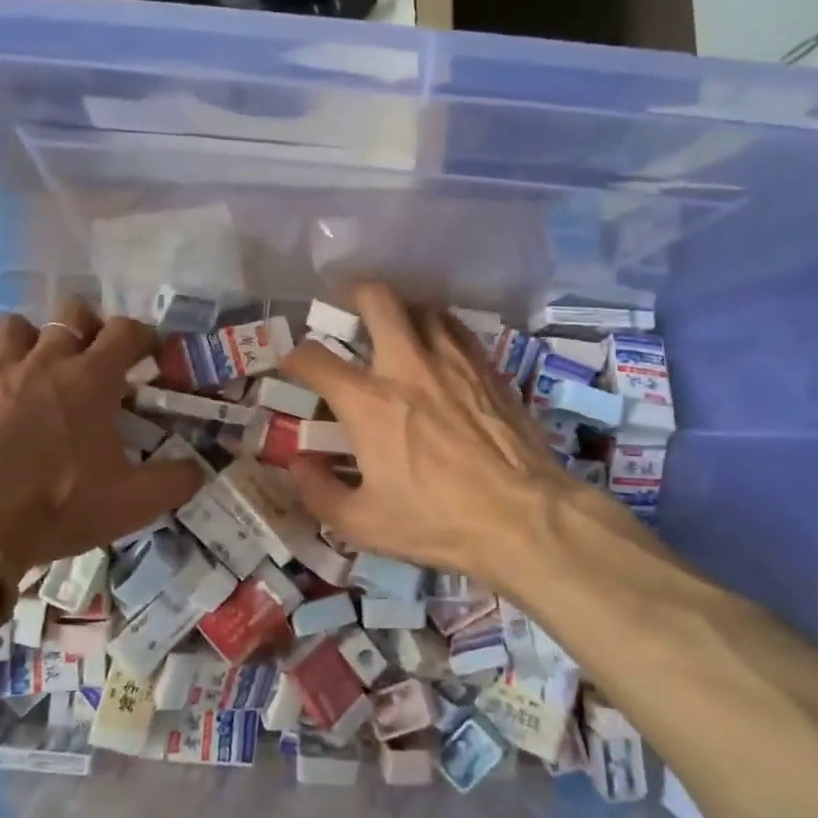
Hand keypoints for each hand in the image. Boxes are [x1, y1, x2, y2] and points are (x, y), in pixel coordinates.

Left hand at [0, 299, 203, 569]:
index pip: (126, 330)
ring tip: (44, 368)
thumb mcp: (135, 502)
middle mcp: (47, 360)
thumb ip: (176, 480)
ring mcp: (1, 372)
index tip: (149, 355)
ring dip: (35, 339)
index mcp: (92, 378)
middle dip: (90, 326)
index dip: (143, 336)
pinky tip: (2, 393)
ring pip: (16, 325)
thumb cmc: (64, 505)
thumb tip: (198, 469)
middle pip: (71, 310)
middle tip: (96, 359)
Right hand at [278, 283, 661, 585]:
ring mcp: (453, 361)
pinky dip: (437, 329)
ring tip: (394, 328)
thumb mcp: (362, 524)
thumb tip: (299, 463)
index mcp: (369, 402)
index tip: (292, 365)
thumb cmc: (437, 523)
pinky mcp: (489, 369)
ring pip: (422, 307)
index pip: (315, 358)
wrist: (524, 519)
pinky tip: (437, 350)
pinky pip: (457, 329)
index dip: (294, 357)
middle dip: (352, 293)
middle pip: (377, 298)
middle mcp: (408, 366)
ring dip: (400, 311)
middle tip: (345, 307)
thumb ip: (319, 491)